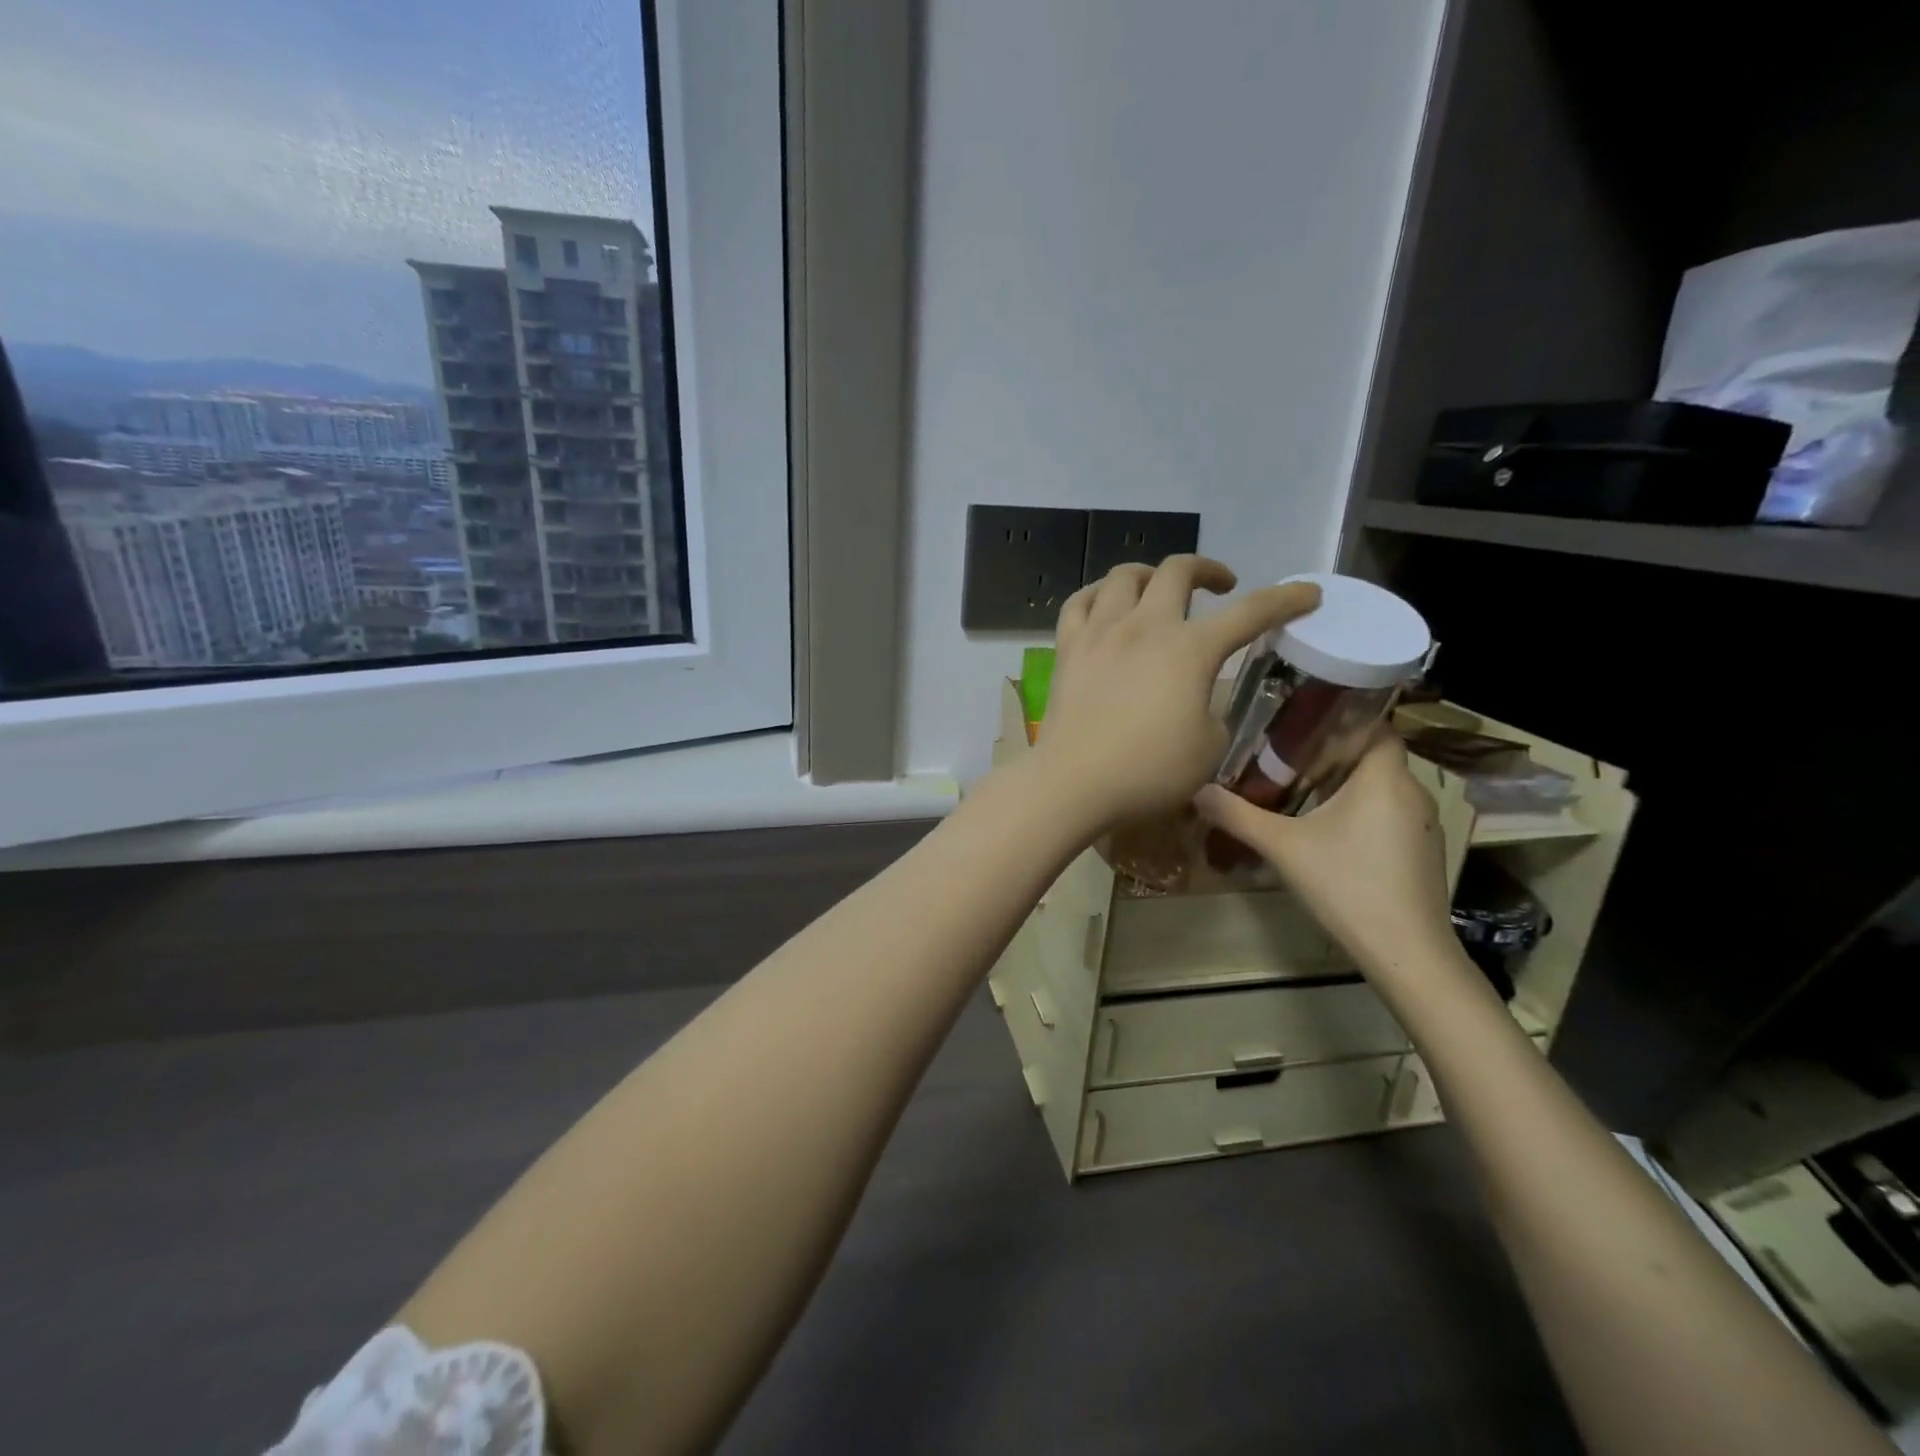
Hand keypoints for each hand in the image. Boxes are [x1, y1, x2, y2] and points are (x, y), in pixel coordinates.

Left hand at [1031, 556, 1318, 833]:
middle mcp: (1146, 627)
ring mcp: (1101, 632)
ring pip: (1124, 576)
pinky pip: (1079, 602)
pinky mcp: (1067, 648)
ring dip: (1150, 575)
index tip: (1308, 594)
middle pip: (1178, 571)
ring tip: (1158, 590)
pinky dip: (1097, 595)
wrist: (1074, 782)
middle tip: (1221, 586)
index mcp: (1191, 650)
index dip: (1286, 600)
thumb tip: (1198, 700)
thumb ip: (1213, 712)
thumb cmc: (1149, 771)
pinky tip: (1104, 605)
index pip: (1251, 613)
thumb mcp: (1209, 748)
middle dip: (1207, 569)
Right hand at [1194, 731, 1457, 980]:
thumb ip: (1238, 815)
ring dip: (1346, 788)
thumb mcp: (1283, 847)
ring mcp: (1424, 825)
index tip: (1304, 725)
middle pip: (1373, 758)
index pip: (1376, 726)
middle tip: (1286, 760)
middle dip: (1332, 756)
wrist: (1406, 952)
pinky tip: (1331, 836)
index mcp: (1384, 778)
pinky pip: (1390, 816)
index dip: (1343, 720)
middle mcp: (1413, 792)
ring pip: (1382, 789)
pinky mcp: (1424, 853)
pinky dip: (1362, 814)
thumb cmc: (1347, 885)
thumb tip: (1198, 790)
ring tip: (1301, 794)